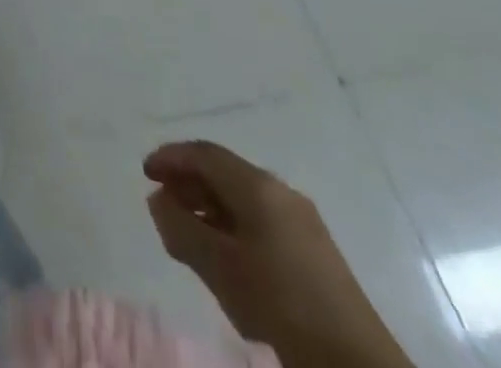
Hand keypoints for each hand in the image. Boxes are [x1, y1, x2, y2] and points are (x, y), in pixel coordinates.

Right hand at [144, 141, 413, 367]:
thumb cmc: (278, 301)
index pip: (204, 154)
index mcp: (257, 185)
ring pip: (243, 198)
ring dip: (210, 207)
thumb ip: (180, 228)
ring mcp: (302, 220)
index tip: (145, 172)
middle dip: (189, 182)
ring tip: (188, 231)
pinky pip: (261, 219)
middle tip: (162, 201)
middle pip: (224, 172)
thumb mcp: (218, 267)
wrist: (355, 362)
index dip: (170, 157)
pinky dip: (233, 225)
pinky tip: (226, 255)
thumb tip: (158, 200)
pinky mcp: (315, 250)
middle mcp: (280, 191)